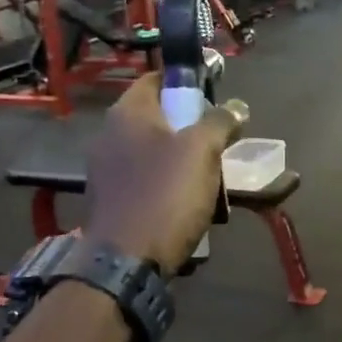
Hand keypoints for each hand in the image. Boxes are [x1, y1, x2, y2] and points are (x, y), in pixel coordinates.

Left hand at [86, 74, 243, 276]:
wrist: (125, 262)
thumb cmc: (165, 195)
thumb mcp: (202, 151)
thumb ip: (220, 122)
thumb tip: (236, 106)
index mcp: (127, 113)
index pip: (156, 79)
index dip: (186, 83)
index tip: (213, 99)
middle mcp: (109, 135)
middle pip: (157, 118)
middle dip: (190, 128)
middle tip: (217, 145)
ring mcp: (105, 169)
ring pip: (152, 151)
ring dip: (180, 160)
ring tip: (207, 180)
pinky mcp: (109, 199)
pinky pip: (144, 180)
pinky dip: (165, 185)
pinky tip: (185, 204)